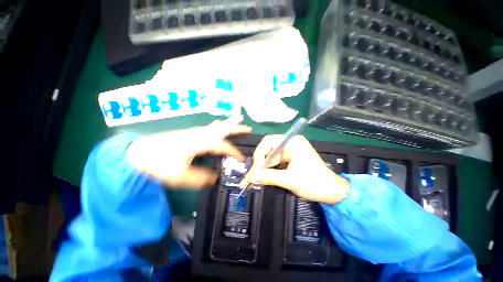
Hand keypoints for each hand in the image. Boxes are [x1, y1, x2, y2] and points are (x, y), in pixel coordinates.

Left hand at [127, 116, 250, 187]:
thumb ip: (199, 178)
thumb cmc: (158, 163)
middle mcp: (200, 134)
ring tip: (238, 124)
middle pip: (223, 128)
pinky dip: (219, 126)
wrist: (138, 152)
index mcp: (200, 143)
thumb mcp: (179, 176)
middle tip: (248, 128)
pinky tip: (219, 128)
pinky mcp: (190, 132)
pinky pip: (210, 127)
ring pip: (216, 126)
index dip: (234, 152)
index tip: (242, 159)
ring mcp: (195, 131)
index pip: (223, 146)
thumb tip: (215, 179)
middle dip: (237, 127)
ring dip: (229, 125)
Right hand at [242, 135, 348, 204]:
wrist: (331, 192)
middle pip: (268, 148)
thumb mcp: (290, 180)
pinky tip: (264, 176)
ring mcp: (289, 150)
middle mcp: (290, 143)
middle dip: (261, 162)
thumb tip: (251, 177)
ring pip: (270, 155)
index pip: (269, 142)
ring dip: (263, 167)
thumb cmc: (314, 183)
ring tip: (257, 178)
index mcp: (292, 142)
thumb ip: (269, 177)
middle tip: (254, 176)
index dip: (260, 154)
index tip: (256, 170)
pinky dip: (269, 169)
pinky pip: (274, 160)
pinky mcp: (289, 157)